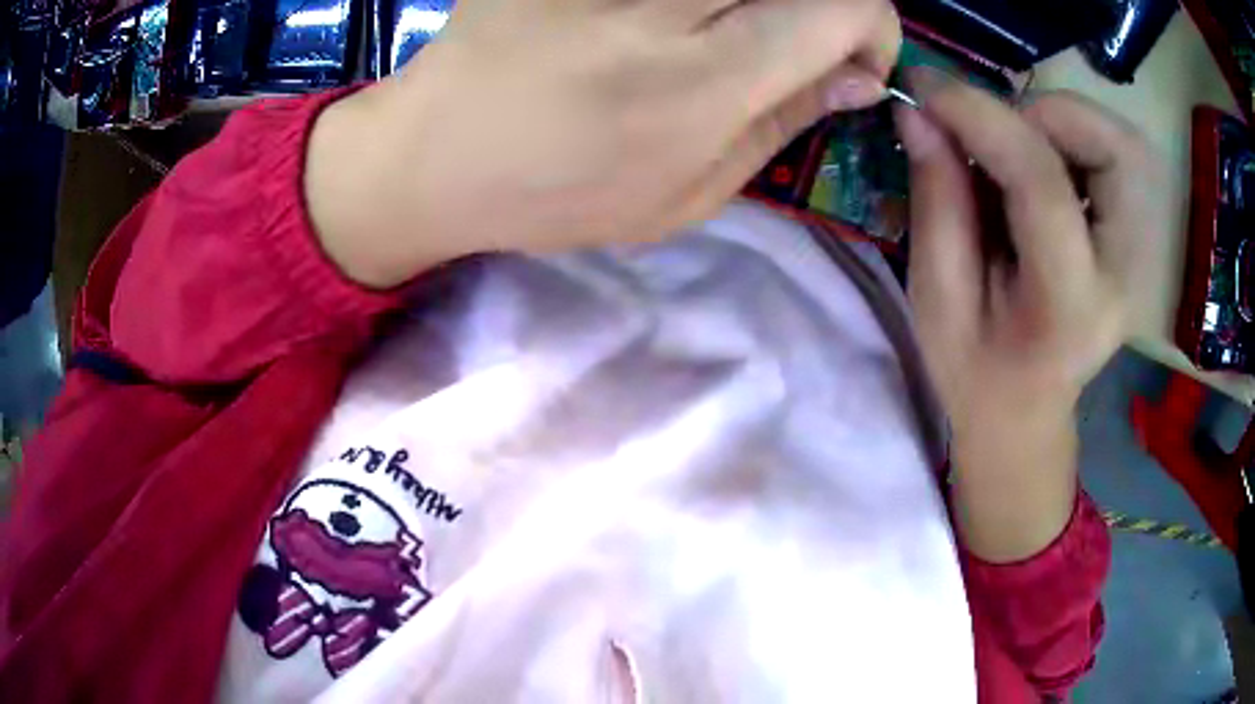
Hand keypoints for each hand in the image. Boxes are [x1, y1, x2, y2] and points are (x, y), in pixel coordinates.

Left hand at [307, 0, 901, 287]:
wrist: (430, 155)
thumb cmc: (555, 194)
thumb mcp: (682, 198)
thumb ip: (781, 126)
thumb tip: (857, 78)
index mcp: (699, 83)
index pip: (844, 5)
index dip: (874, 28)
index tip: (852, 59)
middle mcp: (661, 5)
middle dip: (825, 5)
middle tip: (793, 39)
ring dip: (759, 2)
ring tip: (722, 34)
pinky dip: (700, 1)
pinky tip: (669, 22)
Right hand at [897, 70, 1165, 559]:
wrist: (1025, 413)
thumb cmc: (976, 371)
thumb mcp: (937, 298)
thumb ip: (936, 199)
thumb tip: (920, 112)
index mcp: (1069, 306)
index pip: (1043, 183)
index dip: (982, 118)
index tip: (926, 88)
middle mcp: (1124, 276)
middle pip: (1117, 153)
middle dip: (1046, 113)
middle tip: (993, 128)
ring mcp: (1140, 259)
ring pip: (1126, 148)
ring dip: (1065, 122)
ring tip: (1016, 145)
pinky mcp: (1137, 243)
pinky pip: (1121, 161)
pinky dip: (1078, 139)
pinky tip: (1041, 163)